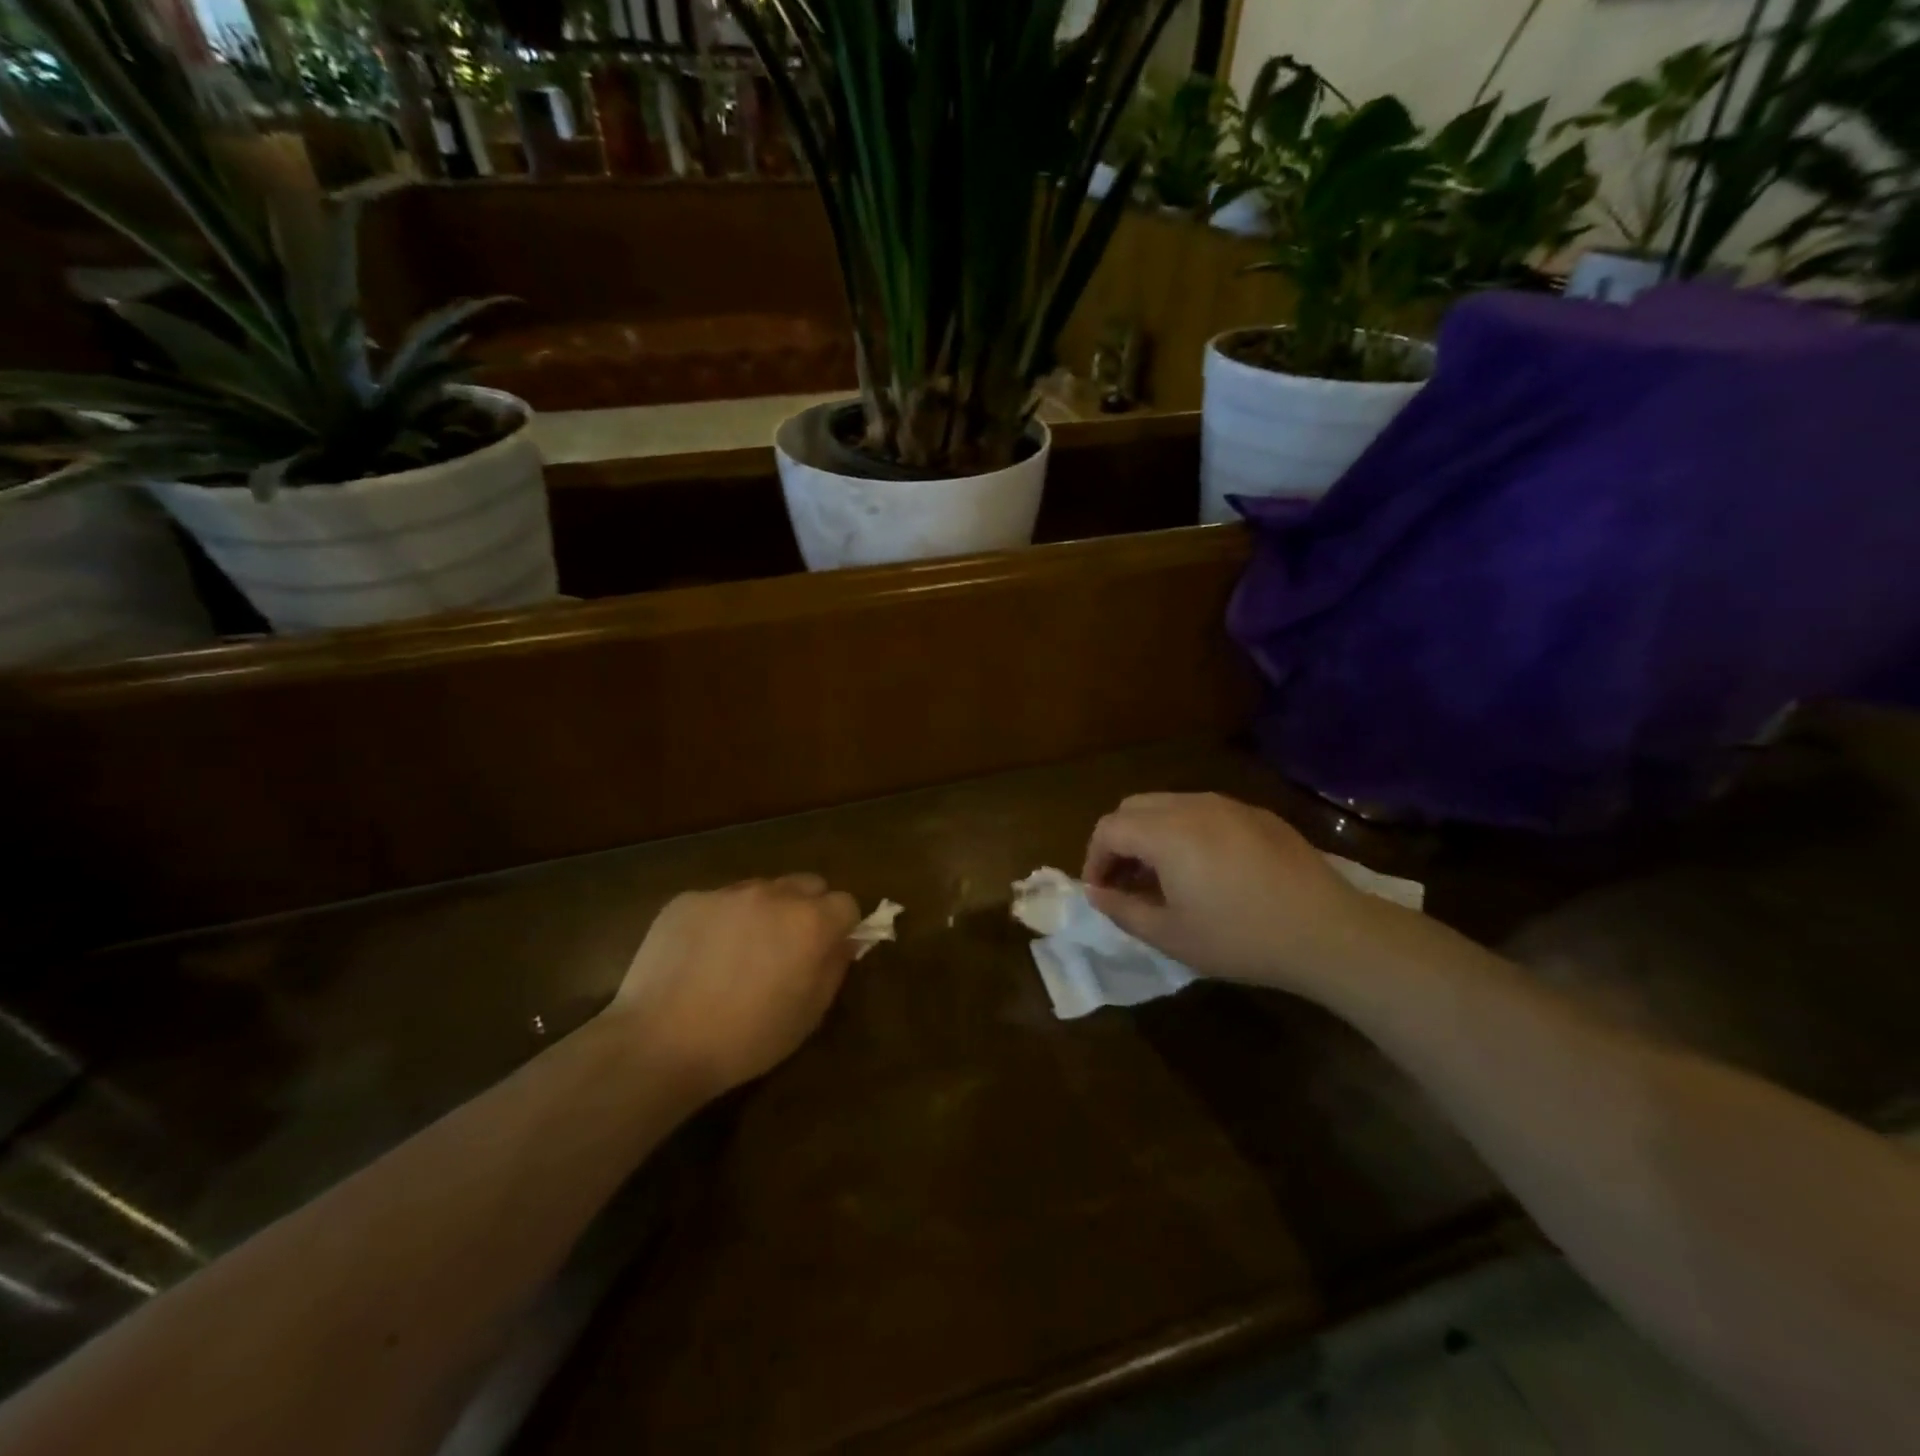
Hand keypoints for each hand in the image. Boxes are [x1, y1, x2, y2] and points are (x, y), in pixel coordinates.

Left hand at [607, 875, 861, 1096]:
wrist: (659, 1044)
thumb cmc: (746, 1039)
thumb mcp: (808, 1015)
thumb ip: (833, 968)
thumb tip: (842, 942)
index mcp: (810, 922)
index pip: (846, 903)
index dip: (841, 927)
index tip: (826, 951)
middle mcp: (773, 895)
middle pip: (807, 884)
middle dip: (807, 909)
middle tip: (788, 948)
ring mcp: (727, 893)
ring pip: (762, 889)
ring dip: (764, 911)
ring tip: (740, 953)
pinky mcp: (688, 899)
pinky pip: (718, 902)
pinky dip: (720, 921)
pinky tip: (701, 957)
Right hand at [1082, 792, 1373, 993]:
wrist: (1327, 933)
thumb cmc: (1240, 938)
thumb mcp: (1171, 935)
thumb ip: (1122, 910)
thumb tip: (1095, 893)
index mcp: (1166, 832)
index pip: (1109, 828)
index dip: (1094, 859)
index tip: (1102, 893)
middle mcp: (1192, 805)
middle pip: (1134, 807)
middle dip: (1119, 841)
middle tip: (1126, 882)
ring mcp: (1229, 805)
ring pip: (1169, 805)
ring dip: (1152, 834)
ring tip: (1164, 877)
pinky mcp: (1258, 814)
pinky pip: (1204, 811)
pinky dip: (1186, 831)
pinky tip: (1207, 870)